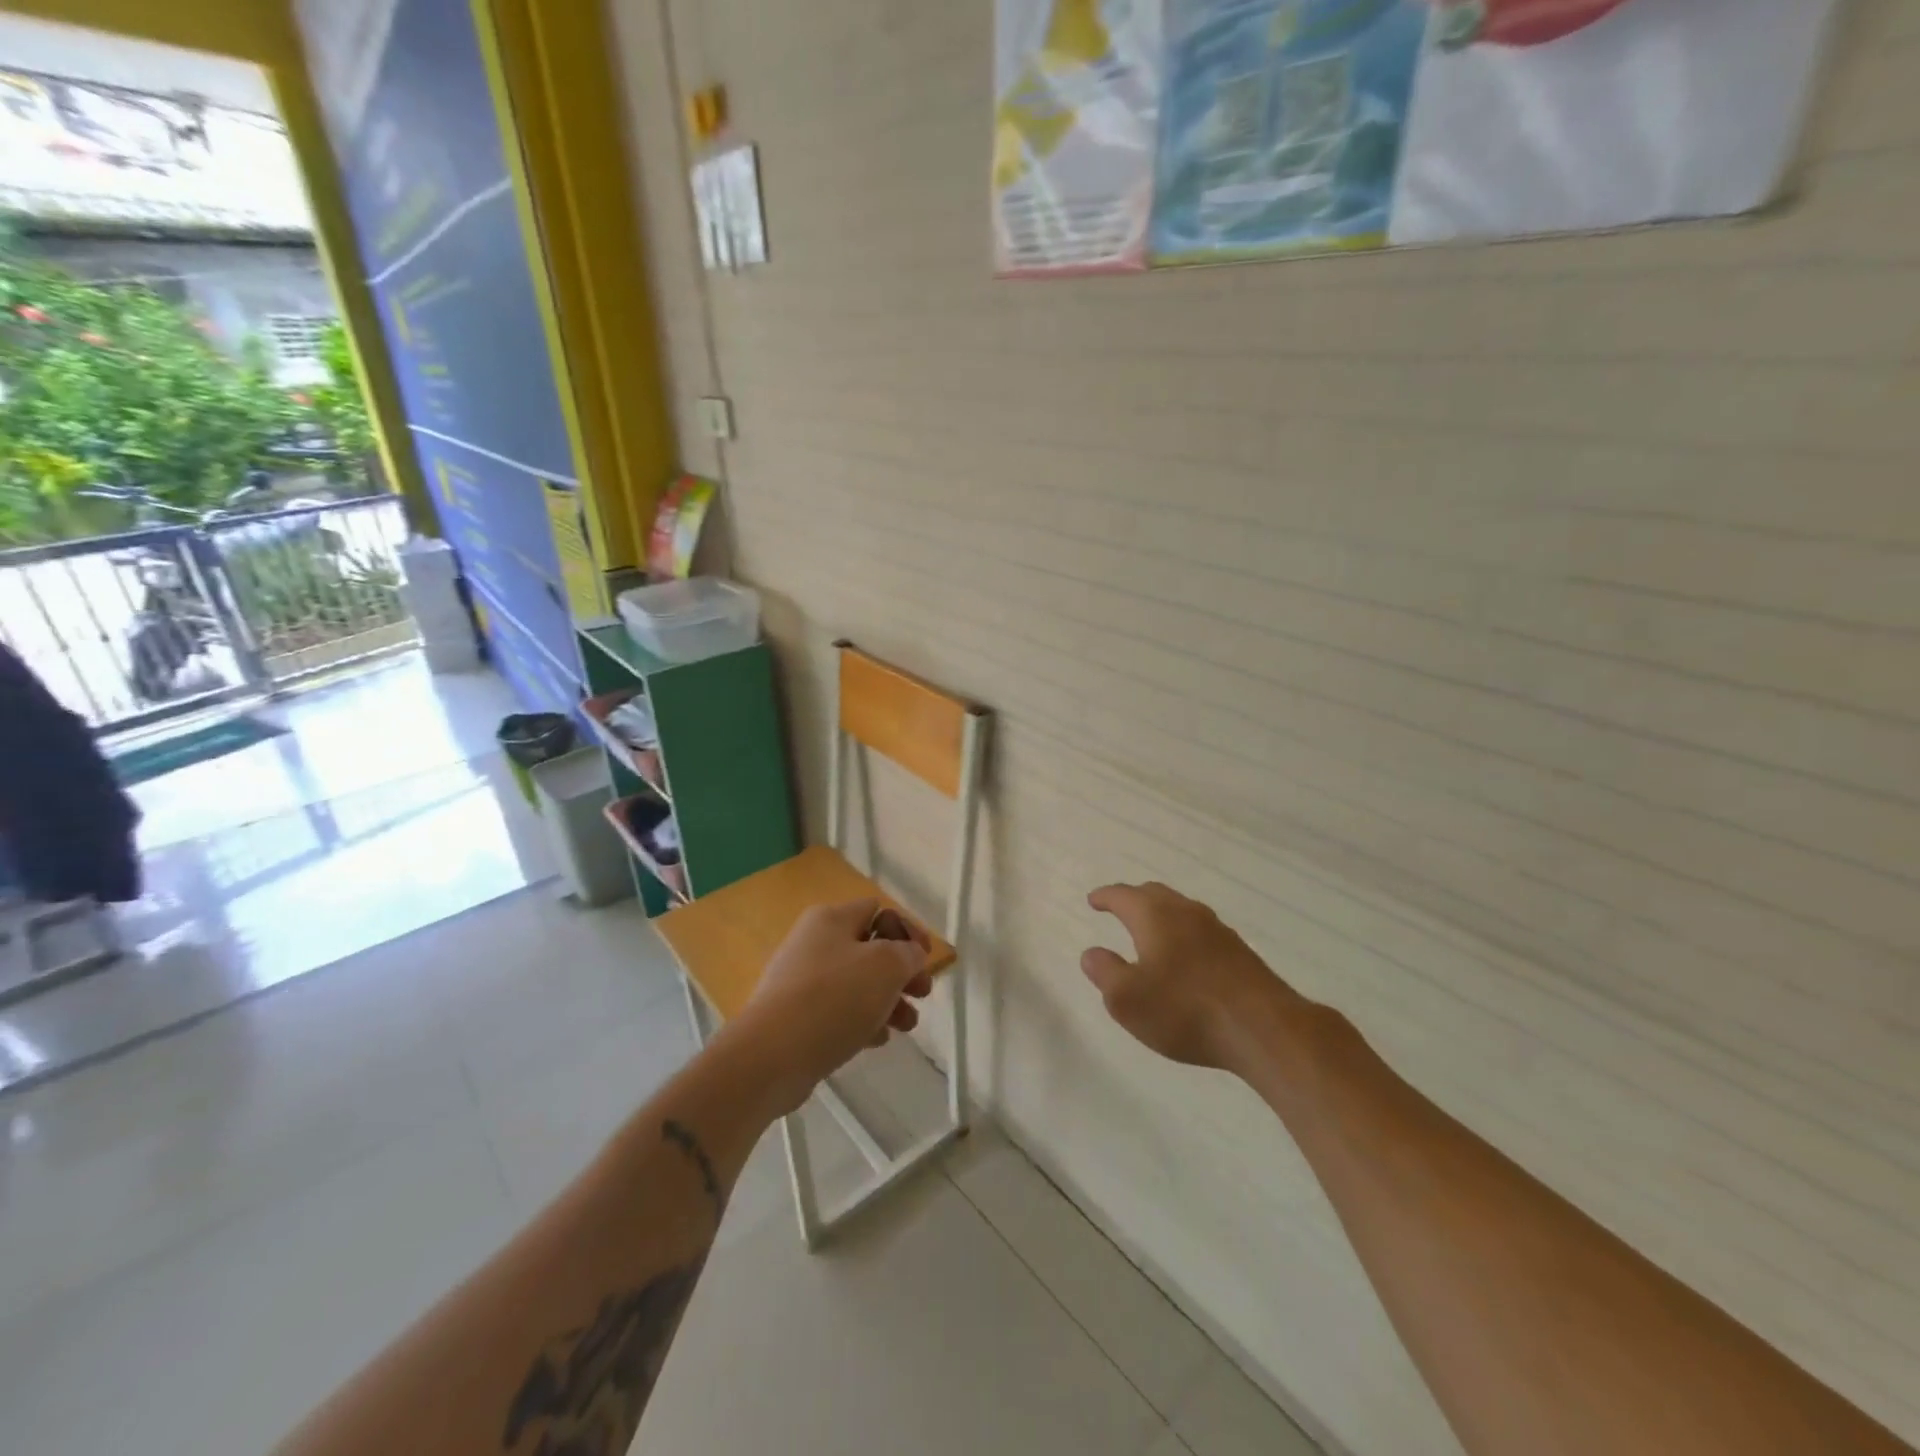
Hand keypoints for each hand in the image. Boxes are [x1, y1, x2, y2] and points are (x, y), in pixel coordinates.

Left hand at [733, 898, 933, 1114]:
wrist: (771, 1056)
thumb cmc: (834, 998)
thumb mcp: (886, 966)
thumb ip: (908, 954)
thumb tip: (909, 954)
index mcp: (831, 919)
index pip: (880, 910)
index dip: (908, 931)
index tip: (926, 959)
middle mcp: (814, 942)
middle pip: (871, 949)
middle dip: (902, 972)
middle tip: (922, 994)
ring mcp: (801, 981)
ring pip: (857, 983)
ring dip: (888, 1000)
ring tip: (906, 1026)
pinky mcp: (795, 1016)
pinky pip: (838, 1011)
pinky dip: (862, 1021)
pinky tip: (877, 1040)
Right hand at [1081, 882, 1293, 1071]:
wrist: (1263, 1029)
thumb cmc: (1184, 1010)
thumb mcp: (1127, 999)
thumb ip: (1104, 972)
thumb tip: (1092, 953)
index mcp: (1154, 916)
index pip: (1123, 896)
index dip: (1105, 897)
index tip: (1093, 900)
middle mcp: (1186, 913)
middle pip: (1154, 895)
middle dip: (1133, 899)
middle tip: (1118, 909)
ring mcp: (1217, 930)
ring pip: (1181, 910)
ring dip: (1161, 915)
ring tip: (1150, 932)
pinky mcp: (1239, 952)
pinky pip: (1201, 931)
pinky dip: (1183, 934)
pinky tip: (1185, 957)